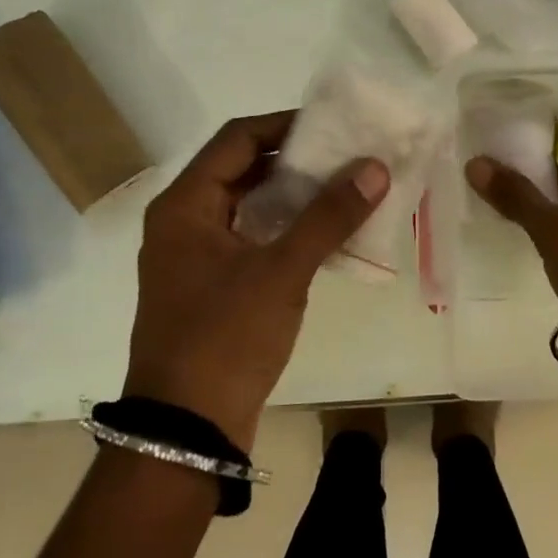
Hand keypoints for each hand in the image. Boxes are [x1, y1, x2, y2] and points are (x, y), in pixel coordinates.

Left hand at [127, 111, 389, 449]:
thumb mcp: (282, 271)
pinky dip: (285, 230)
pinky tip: (325, 235)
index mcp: (185, 205)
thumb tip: (375, 167)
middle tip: (347, 155)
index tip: (333, 125)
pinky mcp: (211, 286)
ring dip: (294, 196)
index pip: (237, 138)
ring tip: (345, 188)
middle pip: (242, 169)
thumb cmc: (225, 338)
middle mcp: (183, 222)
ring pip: (249, 206)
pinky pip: (251, 239)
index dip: (285, 125)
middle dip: (296, 160)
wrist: (186, 432)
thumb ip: (328, 216)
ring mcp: (195, 257)